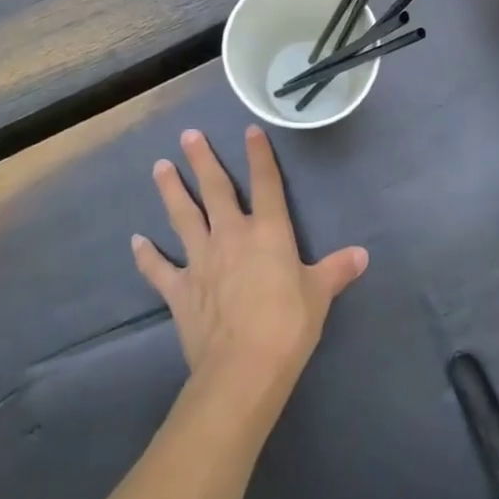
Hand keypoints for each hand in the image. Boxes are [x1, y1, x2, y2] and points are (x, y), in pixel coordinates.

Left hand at [133, 127, 367, 408]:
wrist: (243, 368)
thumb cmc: (288, 325)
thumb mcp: (320, 295)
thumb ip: (337, 270)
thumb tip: (362, 255)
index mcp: (268, 232)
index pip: (266, 184)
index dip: (259, 155)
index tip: (250, 130)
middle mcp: (231, 236)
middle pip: (215, 190)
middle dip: (202, 160)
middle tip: (188, 135)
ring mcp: (201, 261)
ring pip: (183, 217)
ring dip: (171, 190)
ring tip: (159, 166)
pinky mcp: (179, 290)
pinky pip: (159, 269)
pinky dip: (146, 255)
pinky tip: (135, 241)